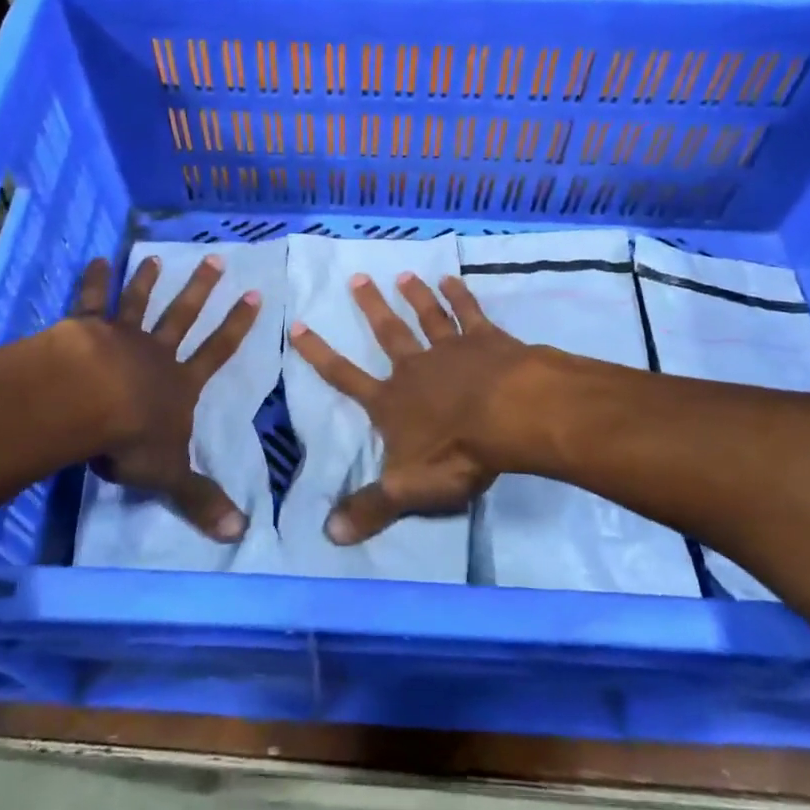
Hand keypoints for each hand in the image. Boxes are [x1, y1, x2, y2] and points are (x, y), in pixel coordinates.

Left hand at [70, 254, 259, 542]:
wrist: (87, 404)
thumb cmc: (131, 438)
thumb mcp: (170, 474)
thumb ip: (201, 498)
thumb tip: (241, 533)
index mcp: (179, 384)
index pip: (217, 352)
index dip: (237, 326)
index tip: (254, 296)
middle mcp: (155, 353)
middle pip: (183, 316)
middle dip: (201, 289)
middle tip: (215, 259)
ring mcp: (120, 337)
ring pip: (139, 303)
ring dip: (148, 280)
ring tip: (155, 257)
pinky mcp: (84, 329)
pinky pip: (92, 301)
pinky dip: (95, 280)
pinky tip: (97, 259)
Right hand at [288, 273, 536, 545]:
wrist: (511, 417)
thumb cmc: (457, 453)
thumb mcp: (407, 490)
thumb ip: (370, 508)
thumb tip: (328, 535)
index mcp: (392, 402)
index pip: (345, 377)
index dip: (319, 354)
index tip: (299, 326)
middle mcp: (416, 368)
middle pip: (388, 333)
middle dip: (371, 307)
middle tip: (356, 277)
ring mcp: (452, 349)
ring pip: (427, 317)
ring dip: (415, 295)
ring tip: (404, 274)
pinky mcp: (487, 340)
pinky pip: (469, 312)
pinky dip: (460, 295)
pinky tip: (452, 278)